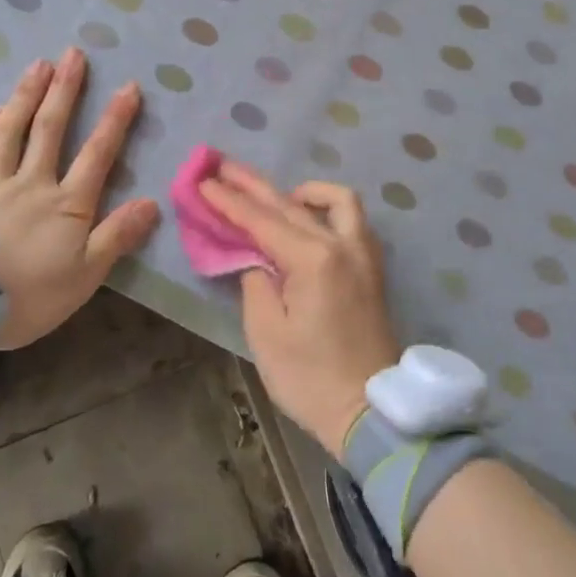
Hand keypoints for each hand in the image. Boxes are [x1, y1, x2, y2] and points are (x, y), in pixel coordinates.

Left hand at [0, 47, 159, 349]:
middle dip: (65, 90)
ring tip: (38, 65)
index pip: (98, 153)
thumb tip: (152, 202)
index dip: (116, 119)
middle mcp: (31, 183)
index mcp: (67, 204)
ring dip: (26, 96)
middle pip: (50, 129)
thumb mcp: (85, 275)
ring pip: (10, 132)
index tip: (128, 86)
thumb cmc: (28, 297)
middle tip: (73, 54)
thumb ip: (117, 236)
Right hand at [198, 162, 400, 456]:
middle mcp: (343, 245)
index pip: (263, 220)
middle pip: (292, 203)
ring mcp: (363, 254)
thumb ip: (255, 283)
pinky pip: (351, 220)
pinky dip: (327, 209)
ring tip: (275, 197)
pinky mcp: (372, 267)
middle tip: (223, 166)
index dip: (230, 201)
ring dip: (302, 191)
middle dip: (254, 185)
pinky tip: (309, 220)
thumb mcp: (267, 334)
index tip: (203, 180)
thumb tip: (256, 258)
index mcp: (314, 260)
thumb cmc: (310, 378)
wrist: (370, 410)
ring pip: (336, 201)